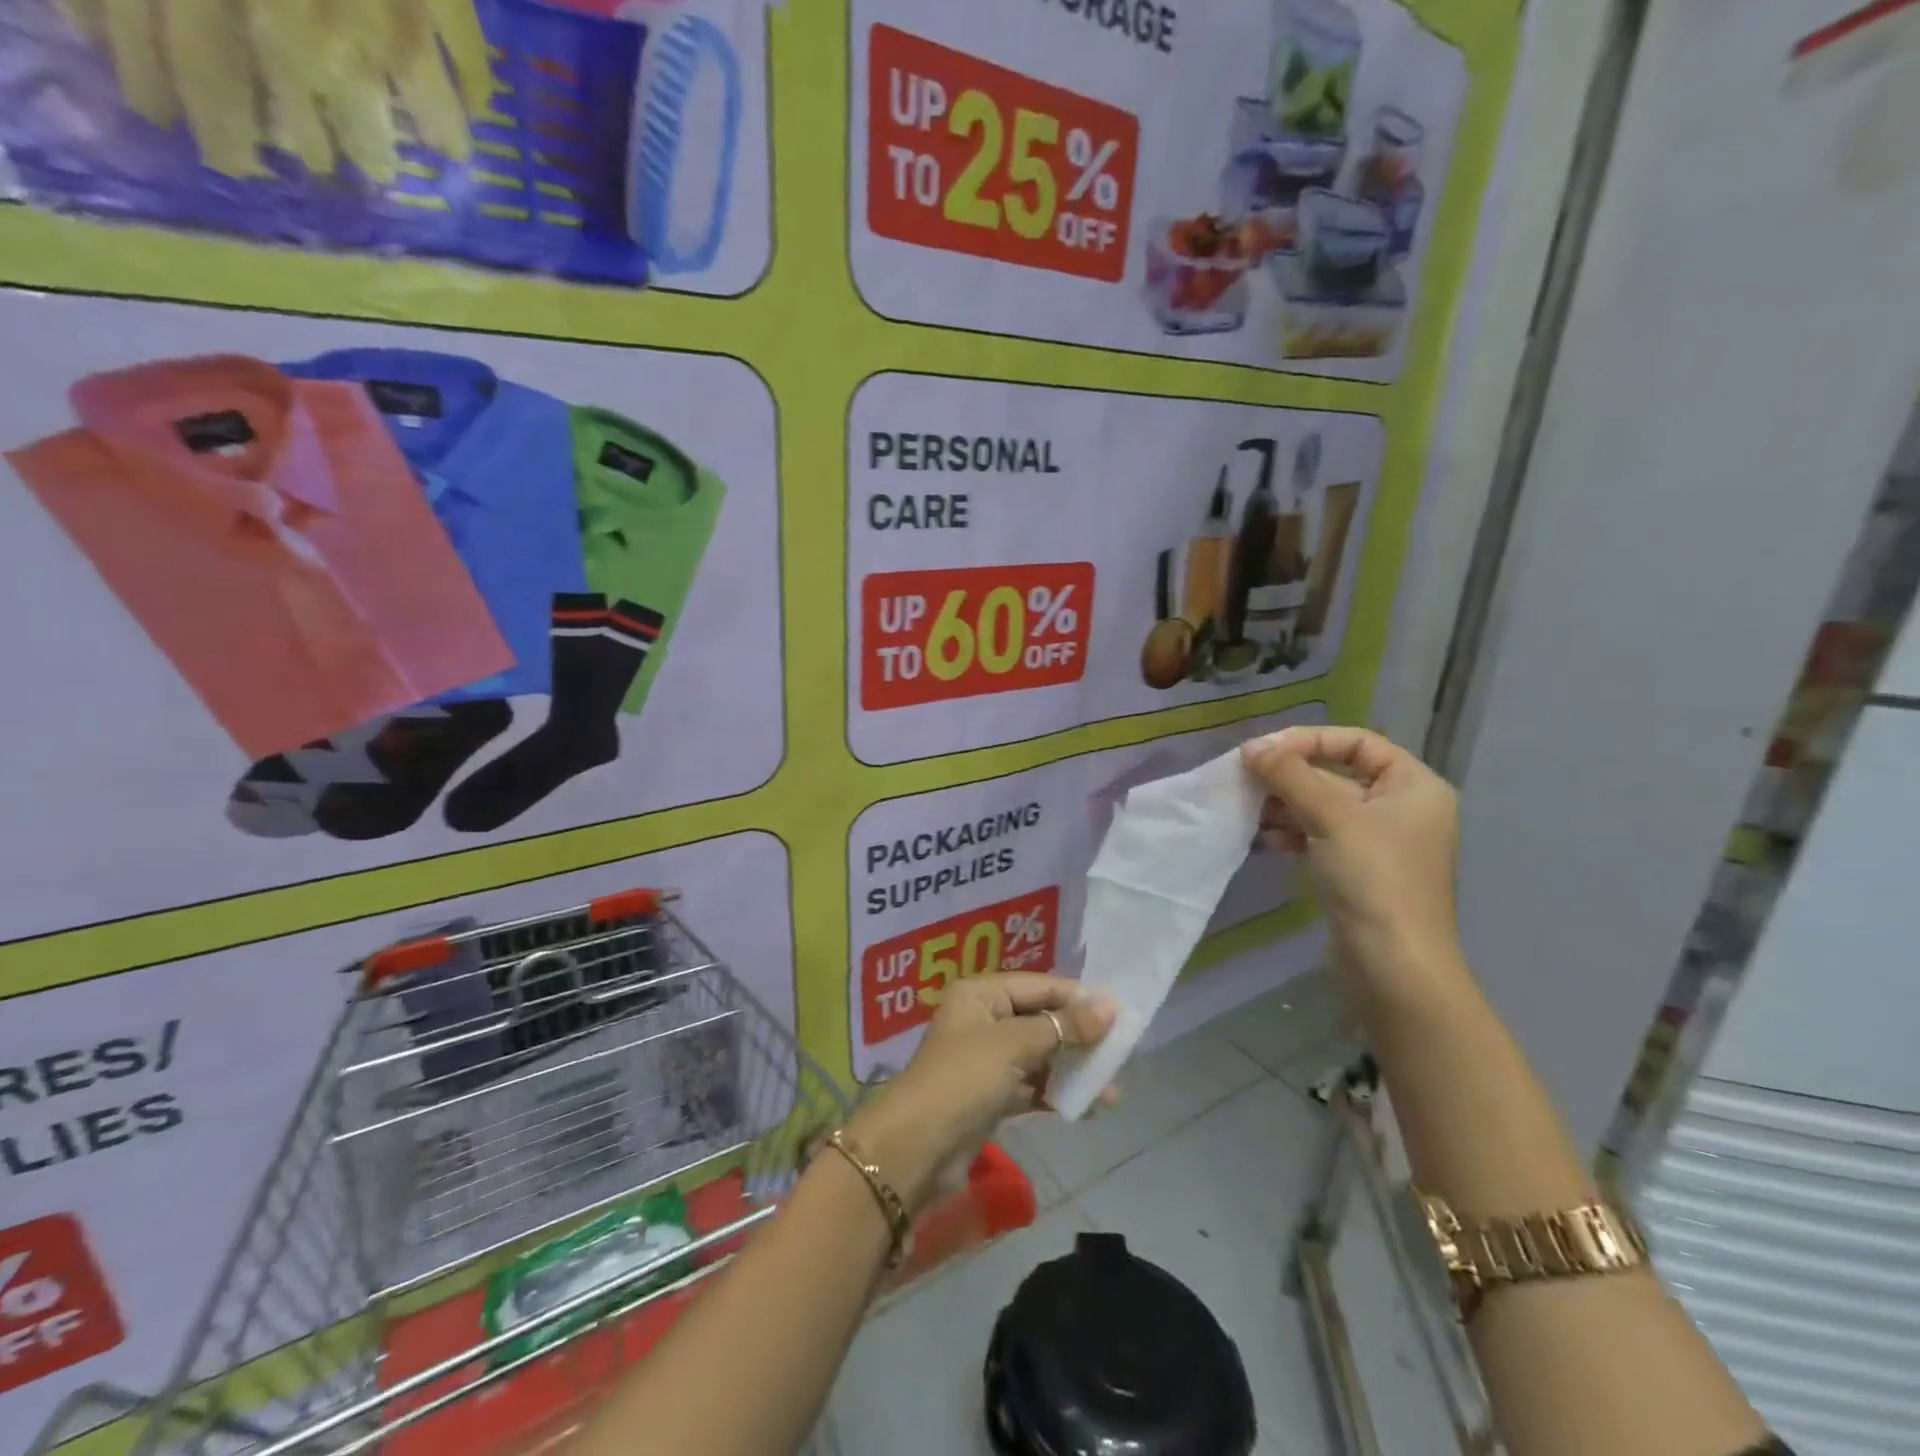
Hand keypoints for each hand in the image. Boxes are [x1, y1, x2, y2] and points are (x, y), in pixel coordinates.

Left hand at [845, 974, 1114, 1210]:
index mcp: (981, 993)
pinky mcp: (991, 1095)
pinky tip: (1087, 1107)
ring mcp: (986, 1059)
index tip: (1120, 1013)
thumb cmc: (963, 1079)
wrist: (916, 1150)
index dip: (1078, 998)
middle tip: (1119, 1056)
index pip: (1039, 986)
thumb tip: (1109, 1006)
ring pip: (1040, 1056)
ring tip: (1110, 1092)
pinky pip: (1032, 1085)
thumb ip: (1063, 1027)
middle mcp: (983, 1018)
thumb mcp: (1014, 1045)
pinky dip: (1056, 1093)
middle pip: (1041, 1020)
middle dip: (1079, 1039)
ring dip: (1072, 1070)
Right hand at [1242, 726, 1464, 1000]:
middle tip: (1246, 779)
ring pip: (1323, 806)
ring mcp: (1379, 842)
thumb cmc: (1373, 878)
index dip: (1309, 740)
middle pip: (1337, 773)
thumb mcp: (1331, 817)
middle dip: (1290, 776)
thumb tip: (1250, 747)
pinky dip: (1292, 832)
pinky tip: (1267, 841)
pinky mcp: (1358, 870)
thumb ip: (1289, 776)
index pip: (1357, 742)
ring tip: (1250, 811)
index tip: (1264, 752)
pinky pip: (1320, 836)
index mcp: (1414, 786)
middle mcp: (1401, 808)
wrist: (1393, 966)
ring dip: (1285, 805)